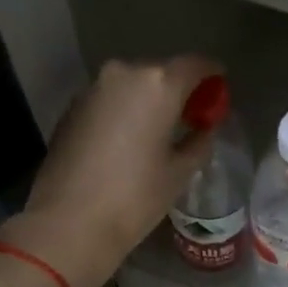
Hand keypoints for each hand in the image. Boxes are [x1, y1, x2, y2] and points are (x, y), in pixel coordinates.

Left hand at [0, 56, 218, 286]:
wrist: (68, 221)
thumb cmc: (135, 197)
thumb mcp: (179, 172)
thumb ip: (198, 142)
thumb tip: (203, 129)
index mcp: (158, 84)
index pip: (195, 65)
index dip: (211, 74)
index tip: (219, 87)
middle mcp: (124, 74)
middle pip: (160, 72)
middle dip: (178, 89)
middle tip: (191, 114)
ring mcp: (93, 89)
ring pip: (131, 85)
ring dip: (148, 100)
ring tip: (160, 128)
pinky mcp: (71, 108)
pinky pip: (109, 100)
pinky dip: (124, 111)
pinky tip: (128, 139)